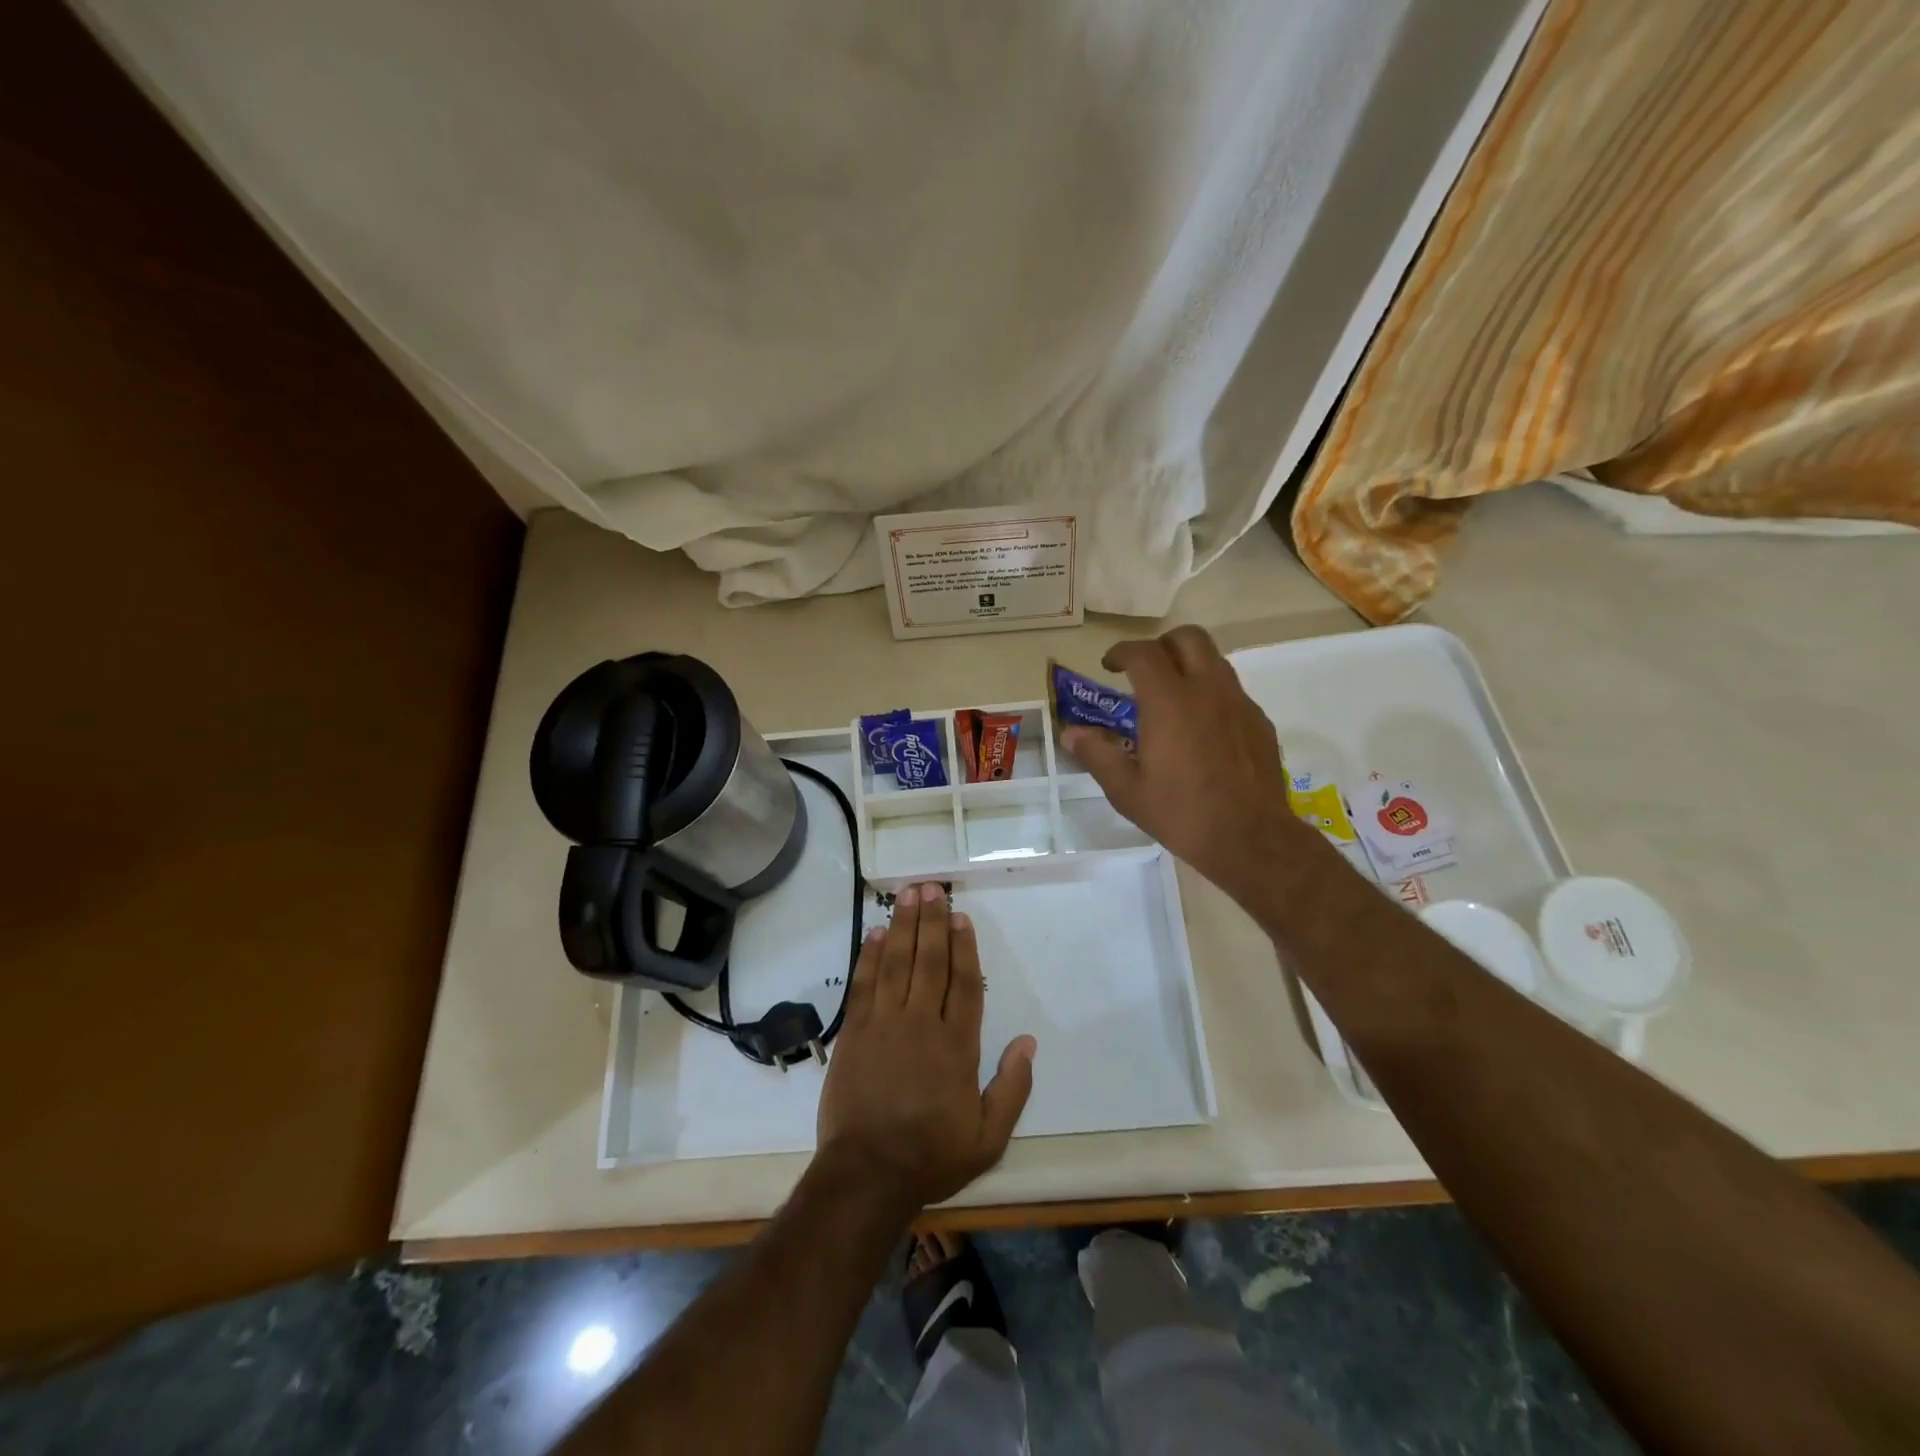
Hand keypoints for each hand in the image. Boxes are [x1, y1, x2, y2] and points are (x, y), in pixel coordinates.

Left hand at [816, 883, 1035, 1214]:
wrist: (867, 1175)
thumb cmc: (931, 1155)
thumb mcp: (988, 1137)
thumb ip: (1012, 1087)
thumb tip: (1028, 1041)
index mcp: (957, 1046)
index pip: (964, 984)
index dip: (964, 947)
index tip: (961, 917)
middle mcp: (922, 1024)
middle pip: (929, 962)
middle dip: (932, 922)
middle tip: (932, 888)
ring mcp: (884, 1025)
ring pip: (897, 964)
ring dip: (903, 926)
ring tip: (908, 894)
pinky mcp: (854, 1033)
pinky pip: (864, 985)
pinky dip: (870, 956)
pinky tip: (876, 933)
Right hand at [1059, 625, 1317, 909]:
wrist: (1251, 838)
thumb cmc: (1181, 814)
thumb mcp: (1127, 791)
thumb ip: (1097, 754)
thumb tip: (1070, 734)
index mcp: (1169, 702)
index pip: (1143, 653)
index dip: (1121, 651)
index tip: (1110, 666)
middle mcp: (1207, 690)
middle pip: (1188, 638)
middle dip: (1162, 645)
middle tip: (1145, 671)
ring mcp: (1239, 703)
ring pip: (1215, 660)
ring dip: (1189, 666)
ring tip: (1173, 698)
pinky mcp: (1259, 721)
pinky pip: (1232, 691)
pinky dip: (1211, 694)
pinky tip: (1202, 729)